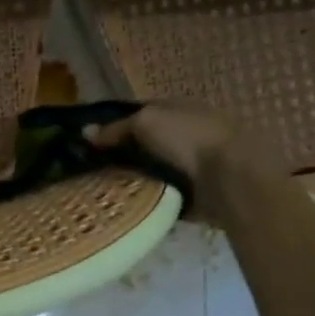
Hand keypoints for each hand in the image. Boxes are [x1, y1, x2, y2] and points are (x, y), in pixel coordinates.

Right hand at [88, 102, 267, 222]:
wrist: (229, 178)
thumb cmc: (188, 139)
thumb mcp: (146, 123)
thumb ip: (115, 128)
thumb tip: (85, 132)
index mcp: (176, 108)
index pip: (137, 116)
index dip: (111, 128)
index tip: (85, 145)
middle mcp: (183, 133)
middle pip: (141, 146)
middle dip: (117, 157)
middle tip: (85, 173)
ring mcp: (188, 165)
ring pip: (148, 171)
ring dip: (129, 180)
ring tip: (98, 193)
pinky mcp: (190, 193)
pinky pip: (158, 195)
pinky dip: (143, 199)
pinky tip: (122, 206)